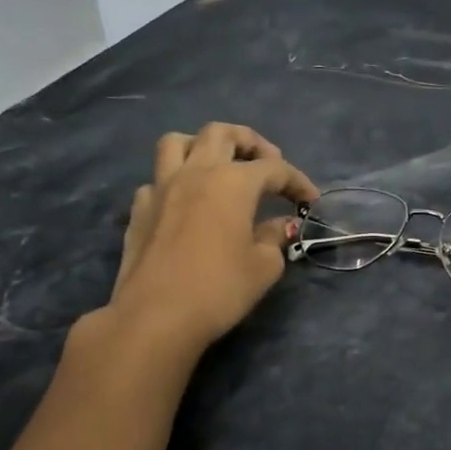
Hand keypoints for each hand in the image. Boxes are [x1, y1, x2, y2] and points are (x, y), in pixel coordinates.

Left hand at [95, 123, 317, 358]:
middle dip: (250, 142)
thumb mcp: (264, 266)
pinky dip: (175, 182)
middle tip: (267, 163)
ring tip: (218, 166)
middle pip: (222, 134)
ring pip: (178, 142)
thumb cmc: (220, 289)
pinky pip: (157, 179)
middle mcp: (196, 173)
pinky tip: (186, 204)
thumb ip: (274, 237)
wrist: (156, 316)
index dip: (297, 181)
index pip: (274, 169)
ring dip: (203, 146)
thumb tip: (279, 224)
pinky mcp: (139, 210)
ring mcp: (161, 188)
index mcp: (232, 182)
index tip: (311, 200)